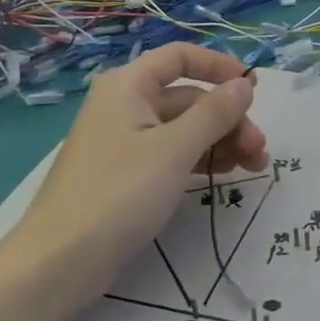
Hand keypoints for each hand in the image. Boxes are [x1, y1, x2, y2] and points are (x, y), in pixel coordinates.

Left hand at [0, 45, 267, 320]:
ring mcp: (124, 141)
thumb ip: (215, 113)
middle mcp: (125, 105)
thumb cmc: (119, 194)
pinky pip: (172, 153)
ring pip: (184, 128)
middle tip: (259, 150)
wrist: (59, 262)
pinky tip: (225, 174)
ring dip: (221, 141)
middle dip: (229, 118)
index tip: (254, 90)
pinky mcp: (126, 174)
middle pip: (189, 97)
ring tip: (253, 166)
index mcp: (128, 87)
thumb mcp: (175, 149)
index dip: (220, 67)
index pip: (180, 57)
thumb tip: (244, 84)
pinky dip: (201, 158)